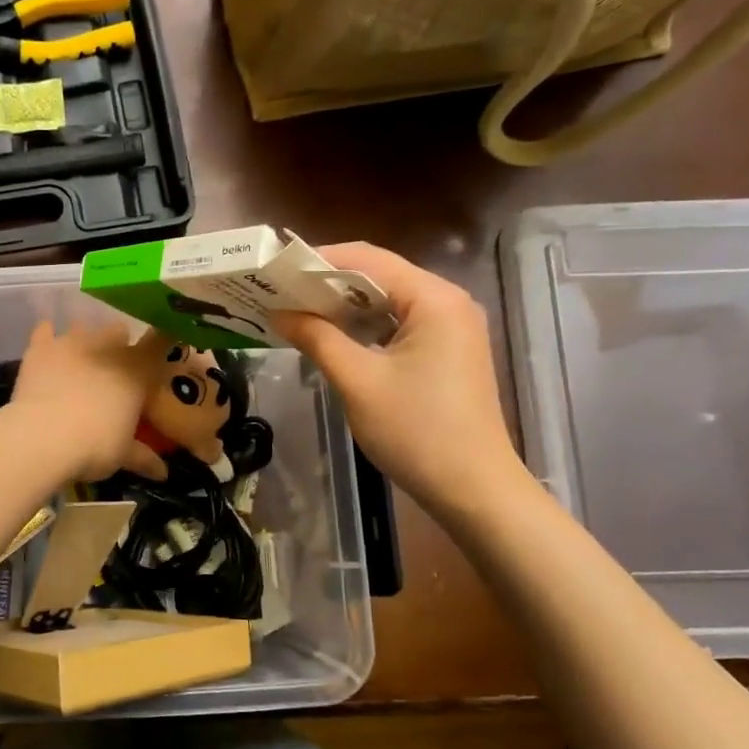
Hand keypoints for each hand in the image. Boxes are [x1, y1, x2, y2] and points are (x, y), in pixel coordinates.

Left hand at [1, 320, 158, 483]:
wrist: (43, 438)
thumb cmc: (94, 446)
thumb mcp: (123, 455)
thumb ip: (143, 458)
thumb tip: (163, 473)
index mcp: (136, 370)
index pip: (158, 343)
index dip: (161, 341)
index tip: (161, 345)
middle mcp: (106, 347)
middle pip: (118, 330)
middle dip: (118, 344)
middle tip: (113, 368)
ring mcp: (71, 343)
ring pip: (83, 327)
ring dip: (84, 340)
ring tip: (80, 359)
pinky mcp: (40, 348)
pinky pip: (44, 330)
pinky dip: (47, 335)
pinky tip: (46, 343)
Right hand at [273, 242, 526, 516]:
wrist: (472, 489)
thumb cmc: (415, 431)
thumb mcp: (358, 381)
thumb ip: (317, 338)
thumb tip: (278, 312)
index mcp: (433, 299)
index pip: (368, 259)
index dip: (319, 260)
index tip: (276, 270)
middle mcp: (448, 302)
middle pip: (379, 276)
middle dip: (328, 282)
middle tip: (280, 291)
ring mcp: (451, 327)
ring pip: (387, 301)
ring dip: (344, 304)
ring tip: (296, 310)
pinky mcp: (447, 351)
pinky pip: (398, 324)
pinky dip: (364, 325)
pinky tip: (332, 335)